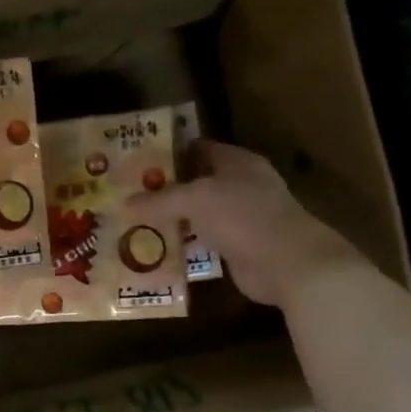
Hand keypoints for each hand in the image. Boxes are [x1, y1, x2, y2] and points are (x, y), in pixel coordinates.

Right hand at [126, 140, 353, 309]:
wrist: (286, 263)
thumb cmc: (243, 216)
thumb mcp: (195, 200)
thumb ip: (160, 200)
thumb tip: (124, 204)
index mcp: (237, 162)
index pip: (199, 148)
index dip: (170, 153)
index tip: (137, 162)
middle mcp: (241, 186)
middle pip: (196, 182)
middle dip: (165, 189)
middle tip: (129, 195)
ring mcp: (241, 218)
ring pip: (198, 214)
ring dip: (172, 220)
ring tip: (135, 223)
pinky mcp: (238, 248)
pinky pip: (203, 242)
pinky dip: (184, 245)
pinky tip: (157, 250)